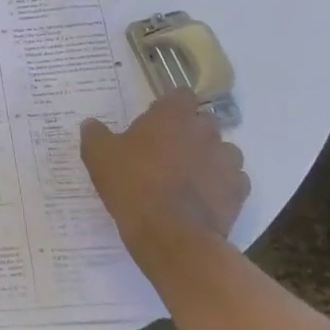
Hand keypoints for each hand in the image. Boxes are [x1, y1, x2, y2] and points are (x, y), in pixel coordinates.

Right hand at [81, 92, 249, 249]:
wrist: (171, 235)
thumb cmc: (132, 185)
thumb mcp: (98, 156)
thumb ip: (95, 134)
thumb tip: (91, 124)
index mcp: (173, 115)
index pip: (181, 94)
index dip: (169, 106)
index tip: (155, 120)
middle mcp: (205, 131)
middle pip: (203, 122)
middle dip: (189, 132)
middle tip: (166, 150)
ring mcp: (226, 162)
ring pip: (222, 150)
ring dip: (208, 157)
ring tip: (187, 175)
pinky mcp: (239, 192)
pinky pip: (233, 180)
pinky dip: (221, 185)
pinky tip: (202, 198)